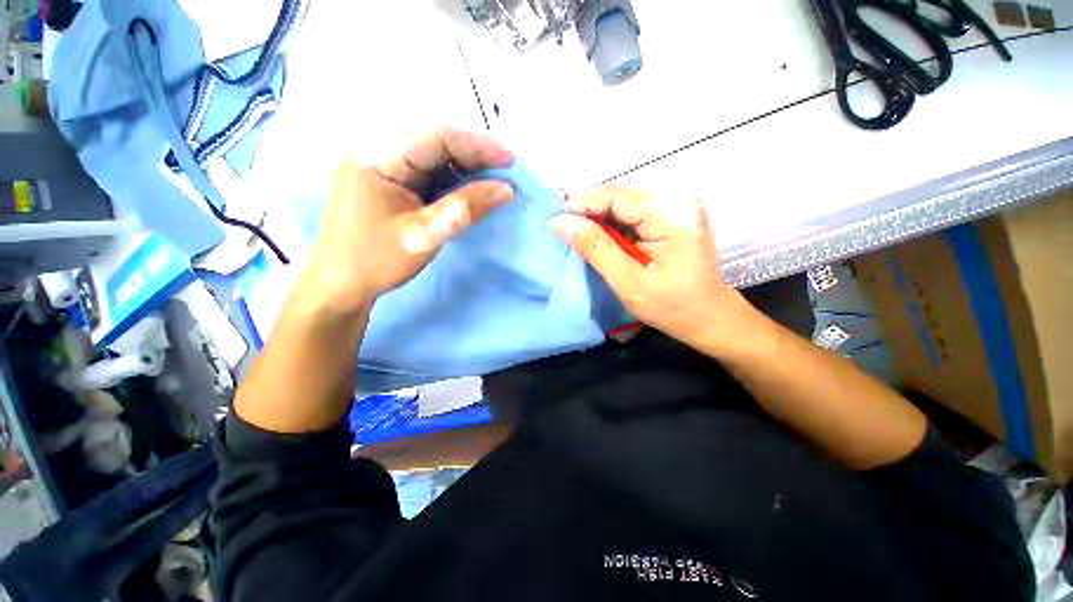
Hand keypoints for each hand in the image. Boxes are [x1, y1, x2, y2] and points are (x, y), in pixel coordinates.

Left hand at [302, 128, 515, 310]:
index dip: (478, 146)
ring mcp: (379, 161)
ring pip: (432, 153)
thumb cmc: (378, 260)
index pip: (436, 137)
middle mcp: (375, 148)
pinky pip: (425, 168)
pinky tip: (467, 188)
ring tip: (491, 180)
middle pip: (434, 140)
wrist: (342, 282)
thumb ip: (466, 209)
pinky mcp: (386, 176)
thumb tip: (506, 189)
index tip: (510, 160)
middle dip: (473, 154)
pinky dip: (450, 177)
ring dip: (464, 165)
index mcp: (377, 156)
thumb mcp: (426, 235)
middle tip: (504, 171)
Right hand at [549, 185, 760, 356]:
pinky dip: (615, 224)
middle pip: (621, 196)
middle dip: (590, 211)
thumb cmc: (673, 307)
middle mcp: (677, 201)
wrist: (712, 318)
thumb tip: (561, 222)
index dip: (582, 204)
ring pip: (626, 204)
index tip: (556, 220)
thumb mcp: (628, 282)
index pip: (616, 196)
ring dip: (601, 218)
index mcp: (670, 215)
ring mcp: (679, 207)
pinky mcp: (675, 217)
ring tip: (580, 236)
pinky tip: (604, 239)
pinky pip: (636, 213)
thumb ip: (595, 249)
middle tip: (565, 230)